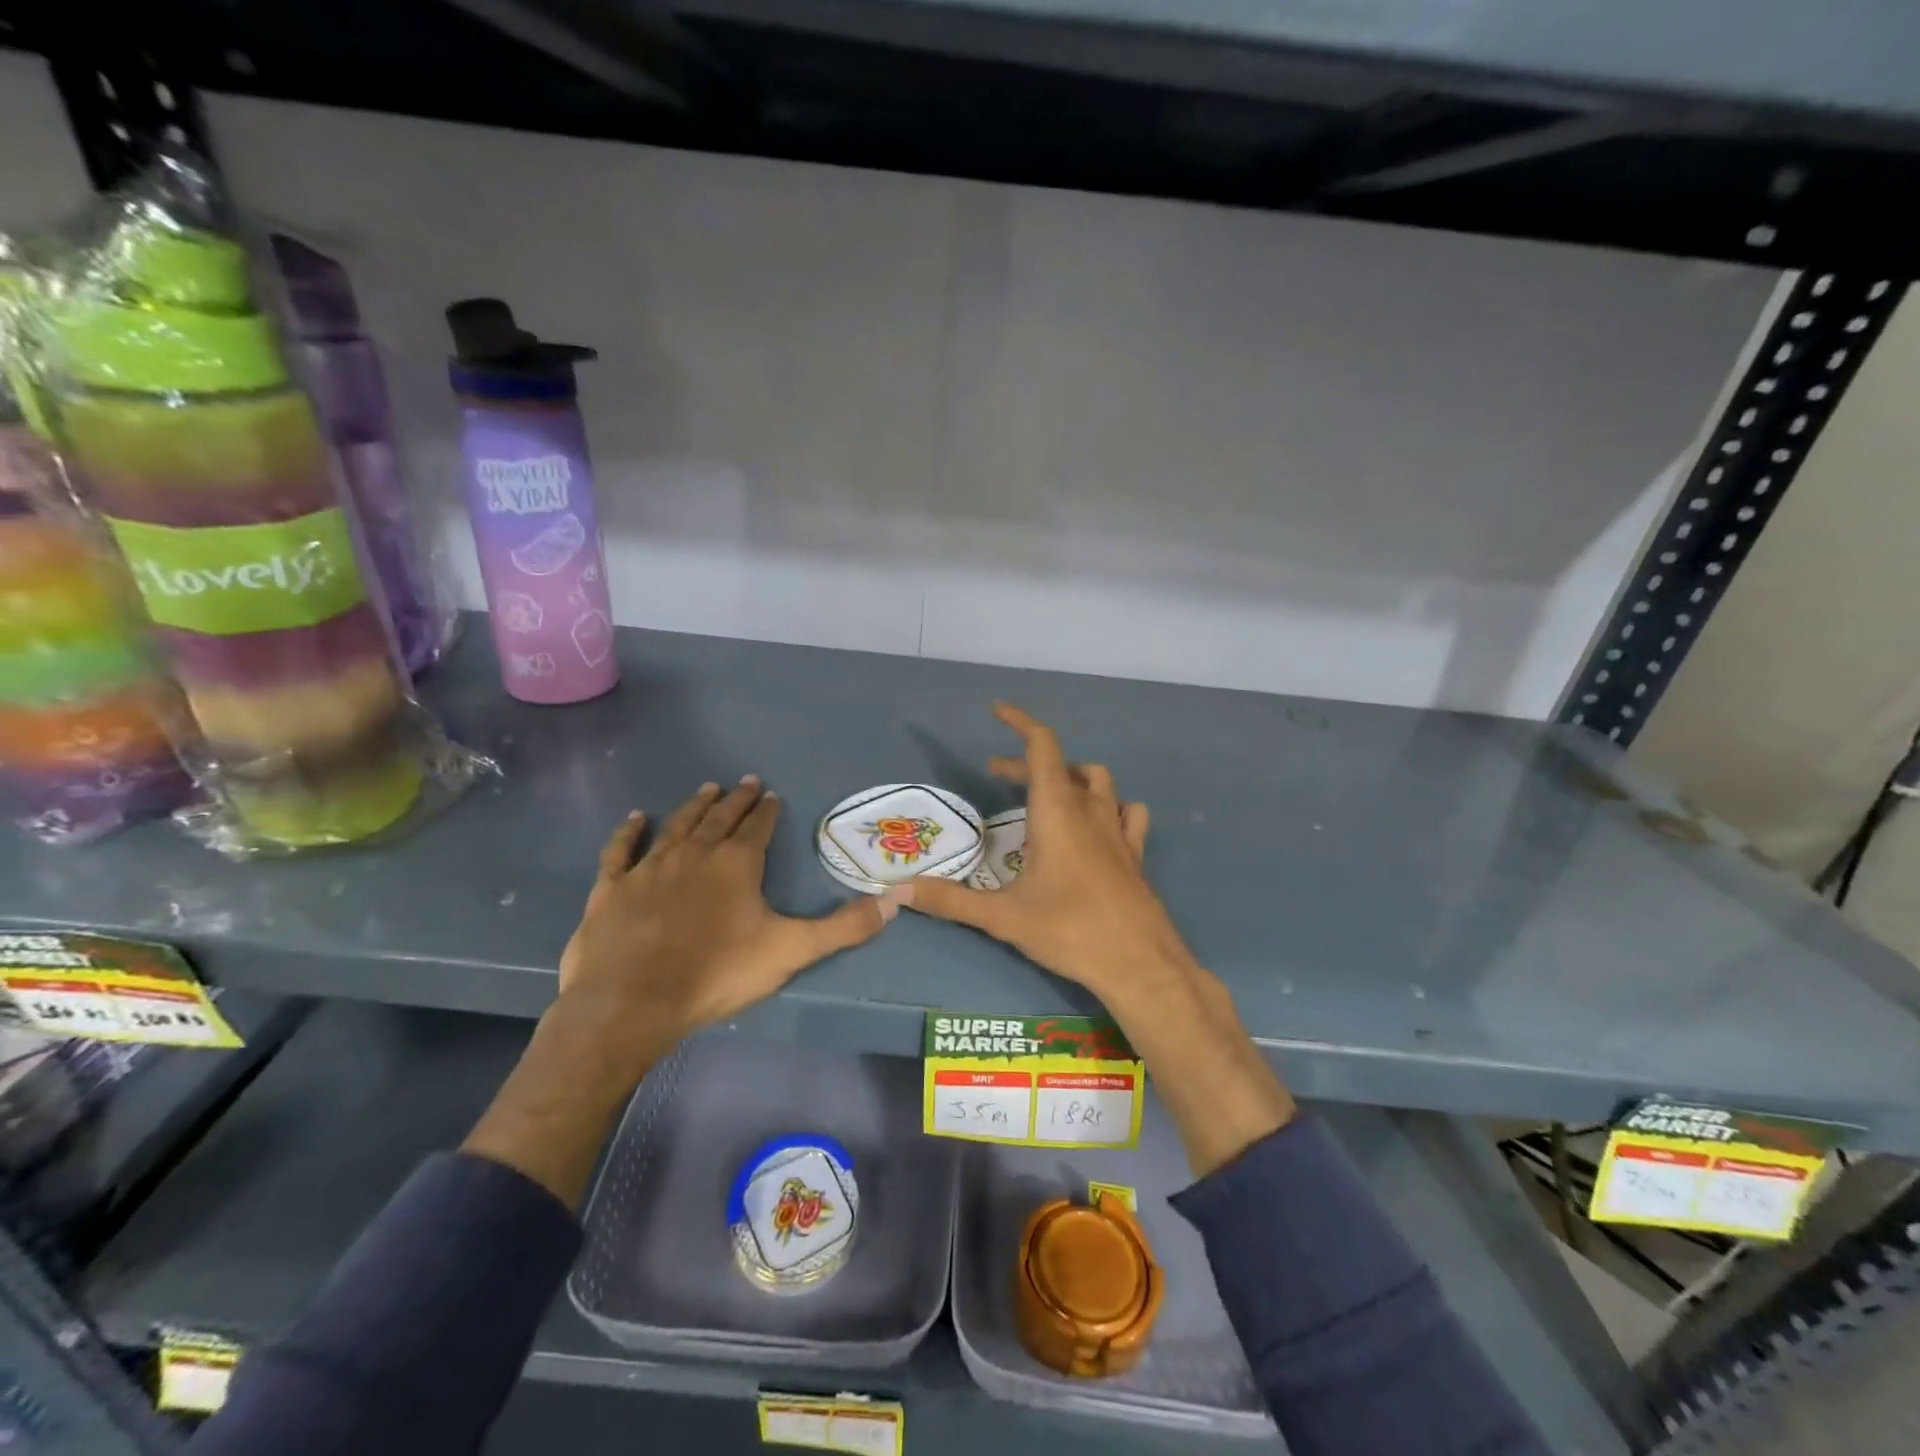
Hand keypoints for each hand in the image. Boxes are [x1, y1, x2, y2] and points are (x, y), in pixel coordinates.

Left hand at [558, 777, 892, 1068]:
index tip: (772, 795)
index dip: (767, 810)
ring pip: (677, 825)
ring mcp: (650, 867)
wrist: (632, 1002)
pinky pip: (622, 849)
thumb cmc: (716, 973)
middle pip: (719, 818)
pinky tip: (637, 817)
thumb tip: (895, 900)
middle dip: (736, 799)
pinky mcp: (612, 886)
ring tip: (707, 789)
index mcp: (737, 863)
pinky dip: (630, 831)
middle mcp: (695, 853)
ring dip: (694, 806)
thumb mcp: (791, 951)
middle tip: (745, 781)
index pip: (758, 827)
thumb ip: (844, 927)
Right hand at [902, 704, 1197, 1004]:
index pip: (1041, 746)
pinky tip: (1097, 824)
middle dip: (1027, 764)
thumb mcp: (1002, 917)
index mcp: (1057, 810)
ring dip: (1070, 777)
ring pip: (1098, 781)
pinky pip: (1125, 811)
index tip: (998, 710)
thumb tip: (897, 891)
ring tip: (1047, 794)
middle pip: (1061, 764)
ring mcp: (1118, 829)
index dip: (1020, 722)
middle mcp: (1090, 809)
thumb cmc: (1069, 930)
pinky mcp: (1135, 852)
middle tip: (996, 776)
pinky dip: (1108, 805)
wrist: (1139, 963)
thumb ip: (949, 900)